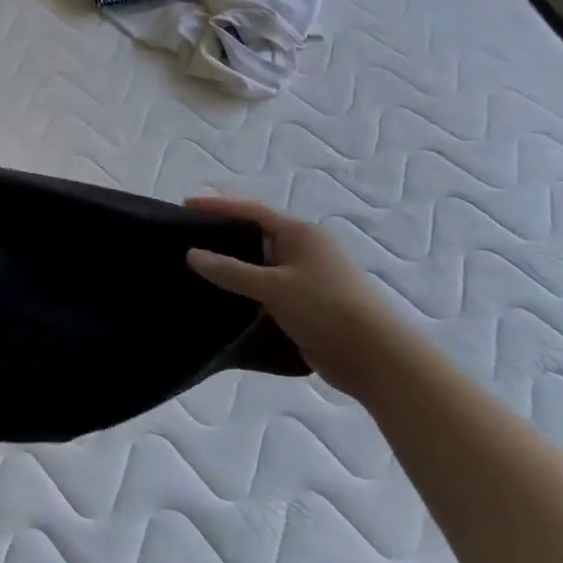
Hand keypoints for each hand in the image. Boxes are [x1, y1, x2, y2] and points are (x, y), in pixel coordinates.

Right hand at [184, 196, 403, 397]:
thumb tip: (191, 254)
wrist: (376, 358)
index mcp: (301, 234)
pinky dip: (246, 288)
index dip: (218, 206)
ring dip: (233, 265)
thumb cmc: (326, 309)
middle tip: (187, 236)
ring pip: (261, 264)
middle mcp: (305, 249)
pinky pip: (267, 287)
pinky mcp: (307, 303)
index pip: (252, 211)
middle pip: (256, 234)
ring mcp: (307, 277)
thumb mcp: (272, 287)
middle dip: (223, 234)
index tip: (186, 204)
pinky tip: (223, 296)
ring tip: (197, 266)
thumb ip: (230, 270)